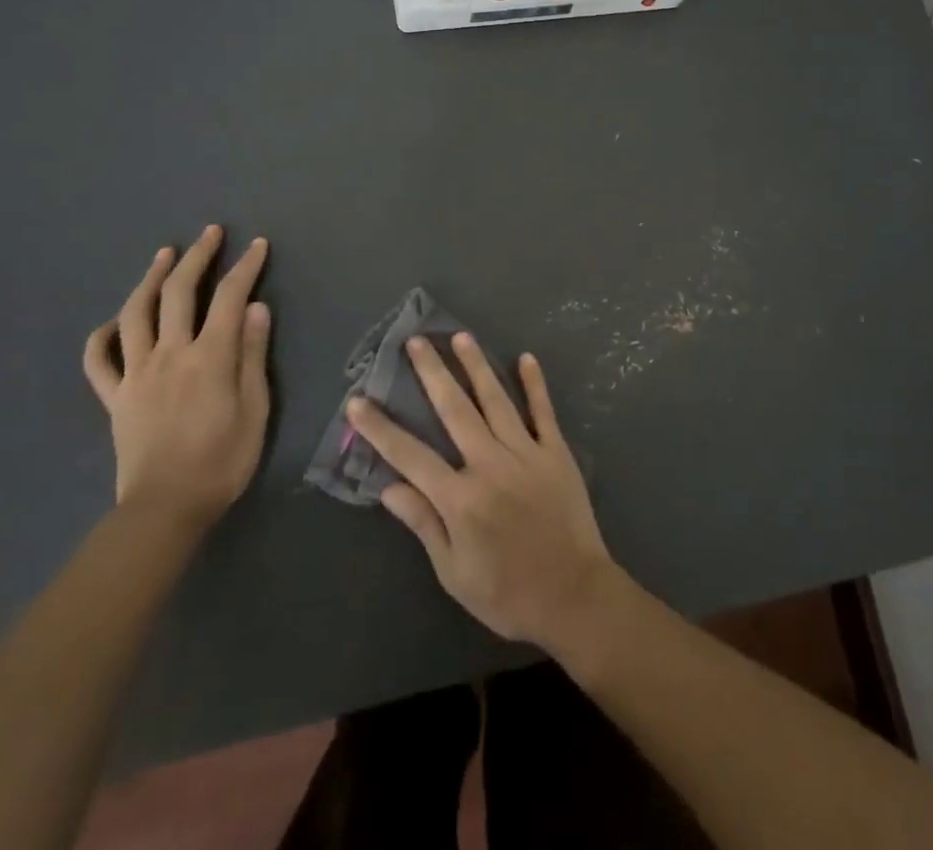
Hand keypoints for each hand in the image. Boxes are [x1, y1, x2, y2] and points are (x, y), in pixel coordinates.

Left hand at [83, 226, 271, 525]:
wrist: (166, 509)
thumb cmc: (223, 460)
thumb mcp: (255, 408)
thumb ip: (252, 354)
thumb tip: (255, 307)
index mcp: (209, 356)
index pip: (229, 297)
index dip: (245, 267)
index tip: (258, 245)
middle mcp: (170, 354)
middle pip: (179, 292)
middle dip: (197, 257)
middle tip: (210, 233)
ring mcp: (136, 373)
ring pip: (136, 313)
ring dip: (150, 278)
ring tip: (164, 255)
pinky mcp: (115, 397)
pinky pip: (98, 360)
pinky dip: (103, 335)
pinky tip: (115, 321)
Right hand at [346, 333, 619, 651]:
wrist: (574, 595)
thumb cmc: (507, 593)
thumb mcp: (454, 572)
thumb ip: (424, 524)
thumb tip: (389, 487)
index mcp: (460, 498)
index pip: (410, 455)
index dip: (380, 428)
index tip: (358, 401)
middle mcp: (490, 464)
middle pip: (454, 410)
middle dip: (432, 373)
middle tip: (416, 341)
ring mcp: (526, 453)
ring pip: (496, 400)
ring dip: (476, 366)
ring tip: (461, 336)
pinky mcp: (556, 452)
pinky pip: (543, 411)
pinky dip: (535, 384)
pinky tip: (526, 358)